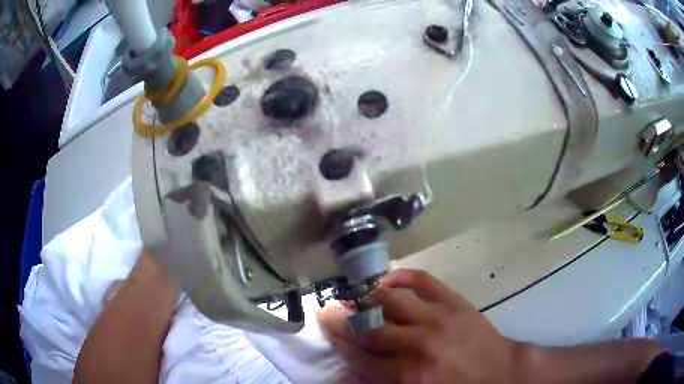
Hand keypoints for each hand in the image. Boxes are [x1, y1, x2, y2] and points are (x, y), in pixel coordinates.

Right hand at [318, 269, 526, 383]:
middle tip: (329, 310)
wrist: (498, 371)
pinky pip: (421, 280)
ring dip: (366, 298)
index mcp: (407, 375)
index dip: (339, 342)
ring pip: (389, 300)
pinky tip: (386, 279)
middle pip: (368, 328)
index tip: (326, 329)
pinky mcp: (453, 301)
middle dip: (343, 319)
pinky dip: (400, 275)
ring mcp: (436, 318)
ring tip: (355, 297)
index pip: (360, 355)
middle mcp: (416, 344)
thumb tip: (346, 373)